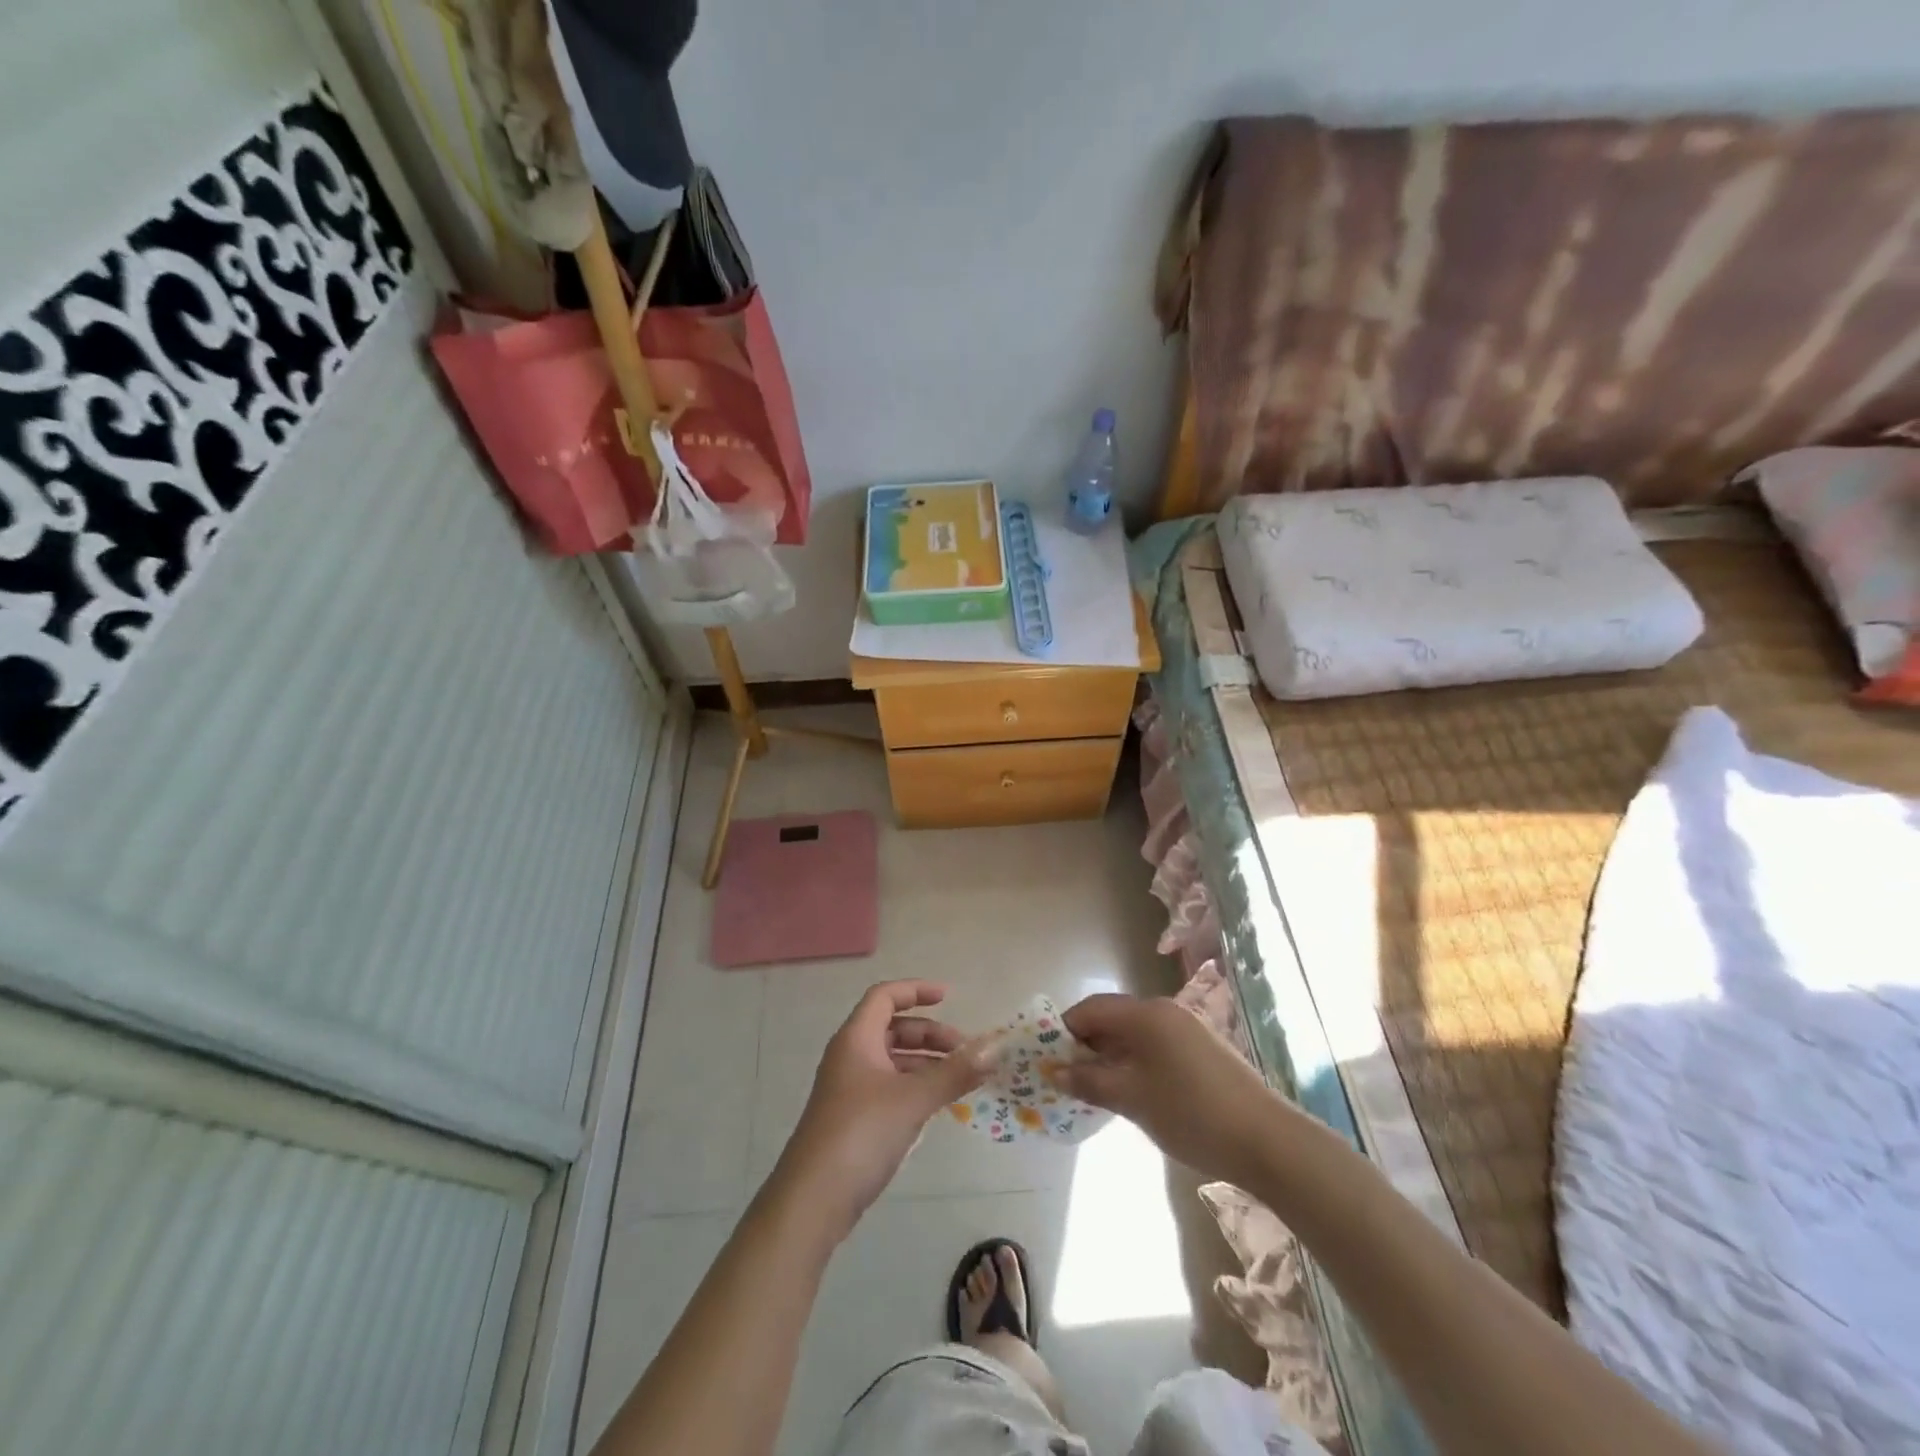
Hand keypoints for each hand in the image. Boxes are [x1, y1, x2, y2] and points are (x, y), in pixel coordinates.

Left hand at [772, 981, 994, 1239]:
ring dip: (926, 1063)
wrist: (812, 1200)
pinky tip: (937, 1105)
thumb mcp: (913, 1099)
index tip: (949, 997)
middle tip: (965, 1052)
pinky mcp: (852, 1119)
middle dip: (930, 1034)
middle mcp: (850, 1056)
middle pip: (893, 1029)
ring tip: (960, 1080)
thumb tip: (994, 1048)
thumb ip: (954, 1073)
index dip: (916, 990)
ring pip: (892, 1061)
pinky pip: (889, 1087)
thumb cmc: (861, 1133)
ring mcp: (849, 1089)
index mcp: (856, 1039)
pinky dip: (914, 1087)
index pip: (885, 997)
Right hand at [1053, 993, 1282, 1185]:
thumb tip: (1055, 1071)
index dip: (1064, 1031)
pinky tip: (1130, 1094)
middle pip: (1112, 1019)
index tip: (1046, 1059)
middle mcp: (1165, 1012)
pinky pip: (1154, 1048)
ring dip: (1109, 1057)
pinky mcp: (1201, 1051)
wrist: (1267, 1141)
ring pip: (1134, 1036)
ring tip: (1094, 1091)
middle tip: (1066, 1079)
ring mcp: (1186, 1030)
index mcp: (1146, 1014)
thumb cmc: (1191, 1113)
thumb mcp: (1132, 1099)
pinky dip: (1134, 1064)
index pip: (1091, 1009)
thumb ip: (1089, 1081)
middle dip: (1085, 1046)